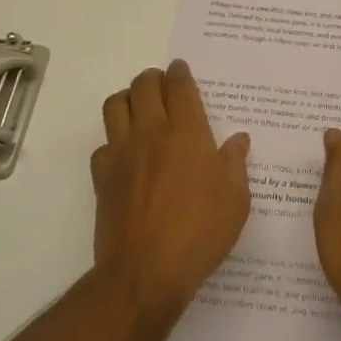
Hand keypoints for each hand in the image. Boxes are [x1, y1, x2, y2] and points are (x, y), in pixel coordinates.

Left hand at [93, 61, 251, 317]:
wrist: (145, 272)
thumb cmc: (200, 232)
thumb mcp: (235, 200)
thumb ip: (235, 163)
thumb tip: (238, 140)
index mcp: (187, 132)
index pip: (179, 87)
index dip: (179, 72)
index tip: (179, 67)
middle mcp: (151, 133)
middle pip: (143, 86)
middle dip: (152, 78)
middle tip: (161, 83)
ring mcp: (122, 154)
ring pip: (115, 106)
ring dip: (127, 98)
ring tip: (138, 107)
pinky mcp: (102, 178)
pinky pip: (102, 145)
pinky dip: (112, 141)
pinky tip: (124, 154)